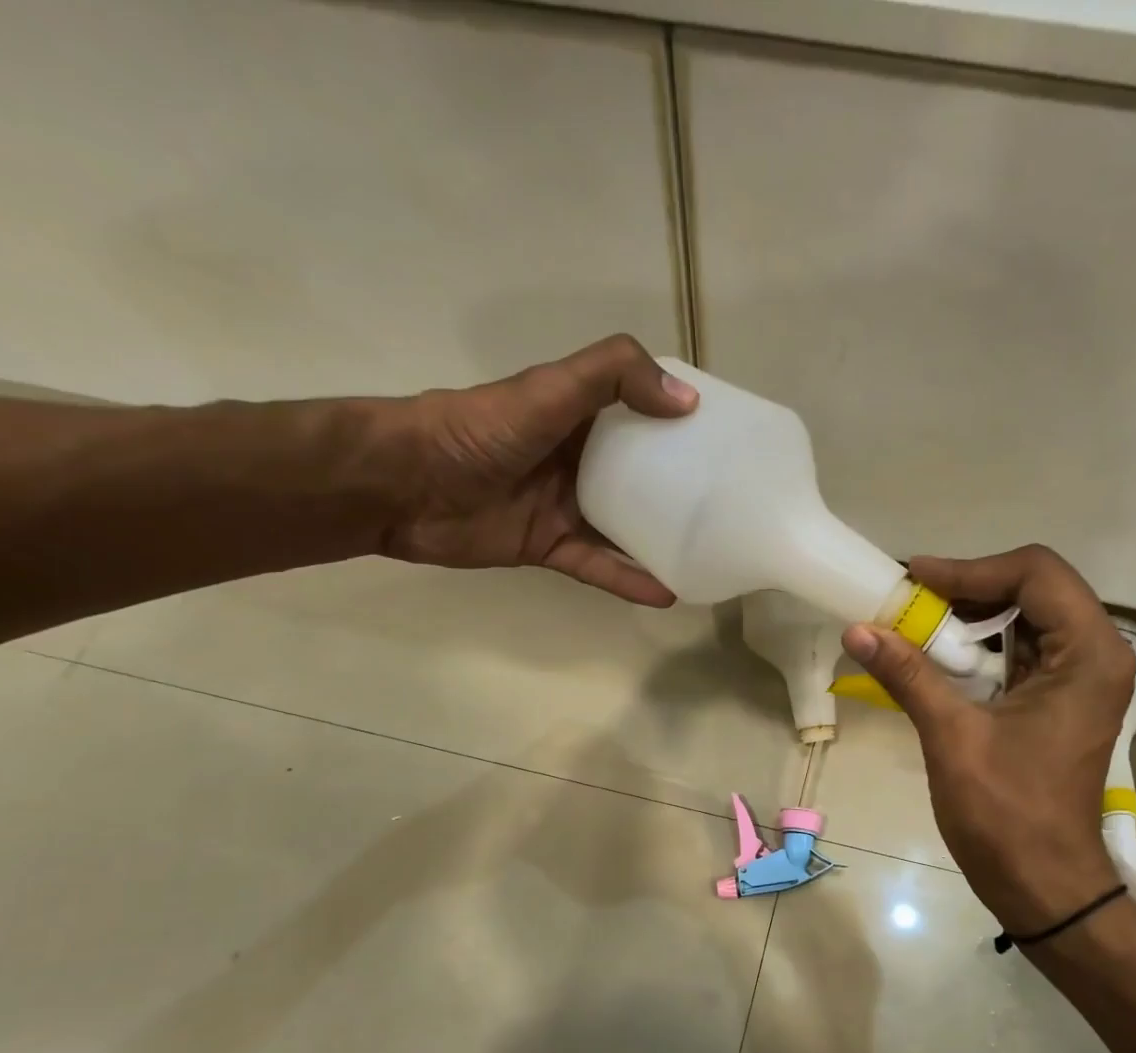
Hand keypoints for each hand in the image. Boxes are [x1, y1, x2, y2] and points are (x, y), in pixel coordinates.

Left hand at [368, 334, 696, 604]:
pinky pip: (598, 565)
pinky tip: (668, 593)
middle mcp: (578, 459)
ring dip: (662, 540)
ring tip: (708, 554)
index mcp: (580, 414)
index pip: (642, 412)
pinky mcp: (549, 547)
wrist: (406, 485)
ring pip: (625, 526)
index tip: (727, 439)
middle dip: (682, 487)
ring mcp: (565, 506)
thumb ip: (613, 377)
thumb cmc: (479, 431)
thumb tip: (687, 400)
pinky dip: (629, 580)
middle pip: (641, 474)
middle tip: (729, 504)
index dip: (681, 421)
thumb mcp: (549, 388)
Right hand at [839, 545, 1134, 933]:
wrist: (1044, 884)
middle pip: (1034, 590)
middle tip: (909, 600)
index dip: (970, 568)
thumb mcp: (953, 736)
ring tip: (915, 624)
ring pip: (1027, 620)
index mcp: (1089, 654)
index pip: (1036, 573)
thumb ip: (908, 675)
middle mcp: (1097, 656)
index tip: (914, 579)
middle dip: (969, 589)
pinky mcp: (1061, 703)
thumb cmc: (1007, 814)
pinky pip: (1022, 655)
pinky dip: (980, 649)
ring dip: (972, 619)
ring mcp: (1081, 681)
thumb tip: (857, 630)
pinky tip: (938, 659)